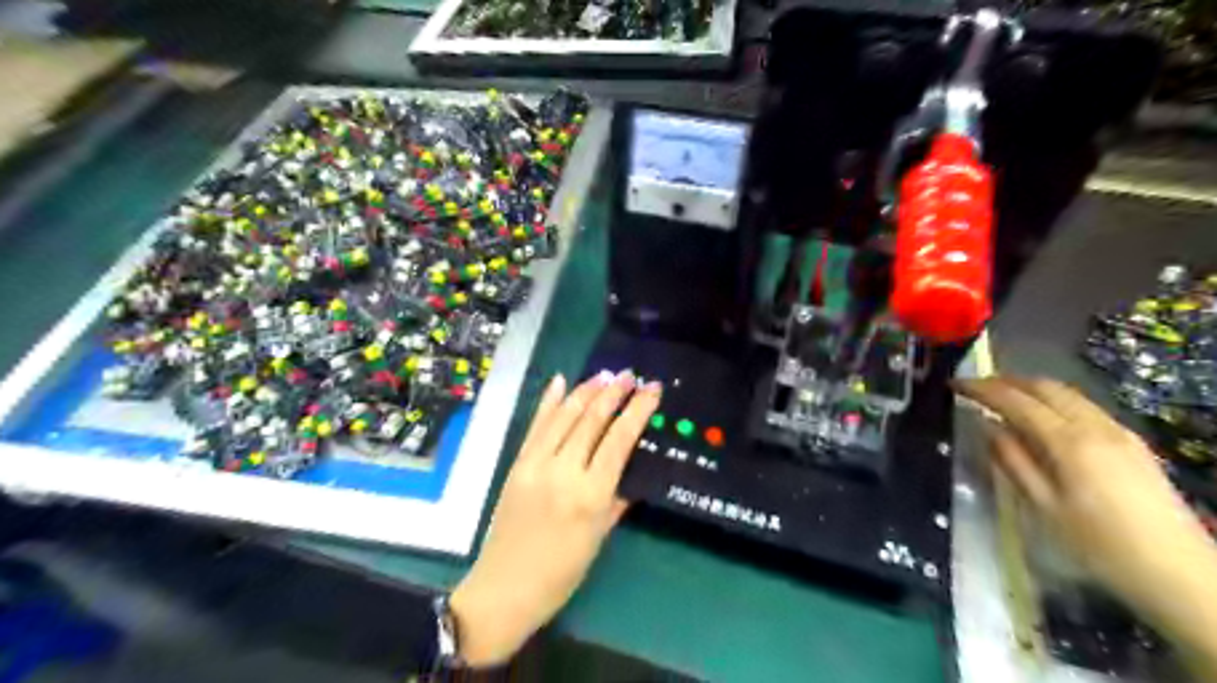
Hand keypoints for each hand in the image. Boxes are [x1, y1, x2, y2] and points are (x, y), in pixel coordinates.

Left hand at [448, 368, 660, 665]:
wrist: (505, 587)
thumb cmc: (562, 572)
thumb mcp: (600, 537)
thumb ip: (618, 498)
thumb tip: (632, 469)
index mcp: (591, 494)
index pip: (619, 440)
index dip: (638, 410)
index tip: (652, 389)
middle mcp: (563, 471)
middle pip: (592, 420)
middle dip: (614, 392)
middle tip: (630, 375)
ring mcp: (536, 464)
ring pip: (564, 416)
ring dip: (585, 390)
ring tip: (605, 374)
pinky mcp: (517, 464)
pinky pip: (536, 425)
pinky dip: (548, 401)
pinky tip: (560, 381)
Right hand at [954, 377, 1216, 669]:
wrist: (1177, 572)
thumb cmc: (1098, 544)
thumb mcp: (1043, 506)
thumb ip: (1013, 461)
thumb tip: (989, 427)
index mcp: (1069, 442)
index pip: (1016, 401)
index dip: (982, 388)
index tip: (955, 384)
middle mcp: (1096, 427)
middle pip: (1045, 387)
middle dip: (1007, 381)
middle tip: (976, 387)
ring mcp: (1119, 432)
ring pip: (1068, 394)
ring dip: (1031, 389)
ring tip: (1003, 398)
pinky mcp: (1132, 444)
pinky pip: (1084, 407)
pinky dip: (1054, 402)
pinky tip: (1043, 419)